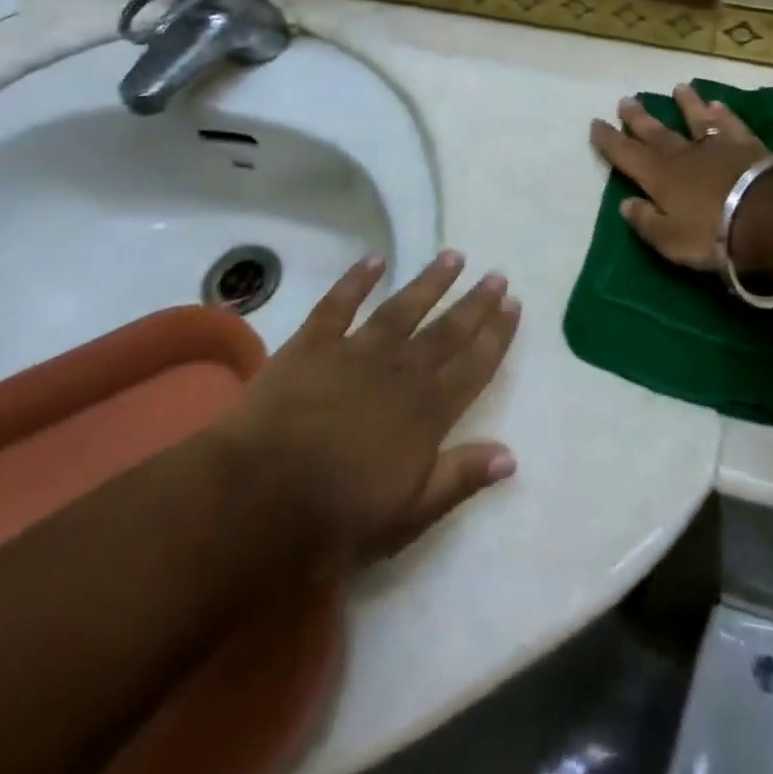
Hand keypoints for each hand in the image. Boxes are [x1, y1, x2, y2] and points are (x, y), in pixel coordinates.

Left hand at [227, 252, 519, 569]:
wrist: (258, 497)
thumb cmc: (337, 517)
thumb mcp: (409, 514)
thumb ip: (460, 478)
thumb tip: (511, 455)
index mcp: (427, 411)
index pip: (474, 365)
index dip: (497, 335)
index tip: (514, 305)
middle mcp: (401, 371)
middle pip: (447, 330)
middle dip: (475, 303)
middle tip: (497, 275)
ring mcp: (357, 351)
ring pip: (403, 308)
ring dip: (430, 281)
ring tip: (454, 256)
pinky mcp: (313, 343)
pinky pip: (340, 303)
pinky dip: (357, 280)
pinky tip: (374, 260)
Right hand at [588, 84, 772, 269]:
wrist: (769, 215)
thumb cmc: (713, 234)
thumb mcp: (670, 240)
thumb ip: (646, 221)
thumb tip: (626, 203)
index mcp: (659, 178)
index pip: (626, 155)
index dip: (609, 140)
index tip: (596, 123)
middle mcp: (683, 155)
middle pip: (656, 132)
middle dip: (638, 118)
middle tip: (626, 100)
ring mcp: (717, 147)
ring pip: (696, 119)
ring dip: (686, 104)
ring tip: (679, 88)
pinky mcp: (748, 145)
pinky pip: (731, 125)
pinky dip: (723, 114)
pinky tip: (719, 105)